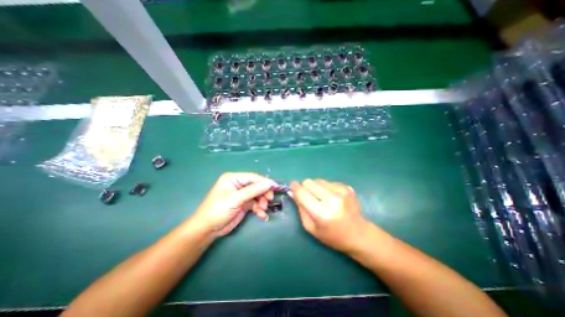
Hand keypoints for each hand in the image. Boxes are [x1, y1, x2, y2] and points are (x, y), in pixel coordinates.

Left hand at [191, 172, 277, 236]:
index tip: (275, 188)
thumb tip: (269, 183)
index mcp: (234, 178)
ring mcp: (242, 195)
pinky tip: (262, 215)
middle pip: (257, 186)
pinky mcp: (244, 204)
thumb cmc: (218, 210)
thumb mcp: (236, 199)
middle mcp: (239, 185)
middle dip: (263, 194)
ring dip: (262, 203)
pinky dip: (259, 209)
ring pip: (258, 195)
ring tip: (263, 210)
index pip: (253, 177)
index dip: (265, 182)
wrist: (208, 230)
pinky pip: (255, 204)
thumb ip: (253, 190)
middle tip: (268, 201)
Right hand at [291, 179, 371, 253]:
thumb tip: (292, 192)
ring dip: (316, 187)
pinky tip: (331, 198)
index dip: (295, 187)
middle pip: (310, 182)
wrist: (358, 234)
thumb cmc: (332, 235)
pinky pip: (328, 182)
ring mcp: (342, 191)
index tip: (292, 185)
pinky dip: (326, 188)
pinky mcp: (347, 187)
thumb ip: (300, 208)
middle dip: (305, 187)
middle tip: (308, 195)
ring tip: (321, 198)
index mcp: (322, 212)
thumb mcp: (311, 227)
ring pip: (318, 180)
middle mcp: (332, 199)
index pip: (302, 193)